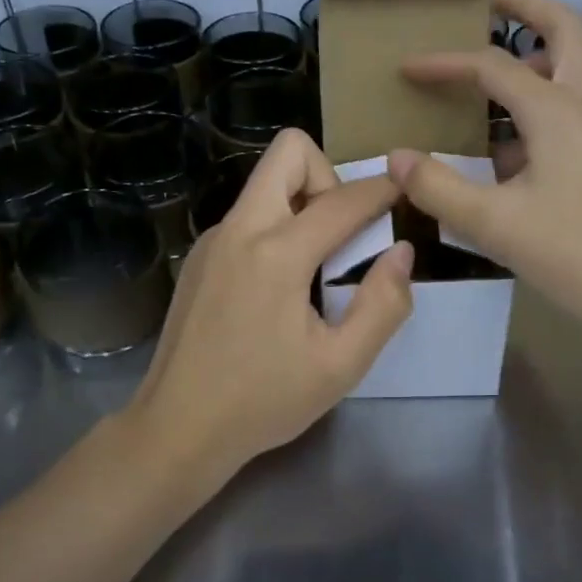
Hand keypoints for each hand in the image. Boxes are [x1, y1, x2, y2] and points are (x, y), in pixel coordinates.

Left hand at [127, 129, 413, 482]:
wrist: (177, 429)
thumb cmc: (263, 401)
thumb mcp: (341, 365)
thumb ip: (383, 305)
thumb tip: (401, 252)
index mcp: (277, 253)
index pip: (343, 200)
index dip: (382, 191)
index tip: (405, 193)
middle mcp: (240, 229)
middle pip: (289, 152)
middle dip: (329, 176)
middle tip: (346, 232)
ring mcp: (213, 239)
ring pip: (266, 182)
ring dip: (302, 203)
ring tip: (318, 267)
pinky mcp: (200, 257)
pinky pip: (249, 215)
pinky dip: (277, 227)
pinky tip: (281, 287)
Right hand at [390, 0, 581, 349]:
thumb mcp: (497, 226)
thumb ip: (440, 189)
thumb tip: (397, 157)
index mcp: (556, 110)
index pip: (491, 66)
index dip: (445, 63)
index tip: (406, 68)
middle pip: (566, 30)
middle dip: (527, 7)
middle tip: (491, 2)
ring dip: (549, 47)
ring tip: (510, 59)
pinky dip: (554, 96)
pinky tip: (524, 141)